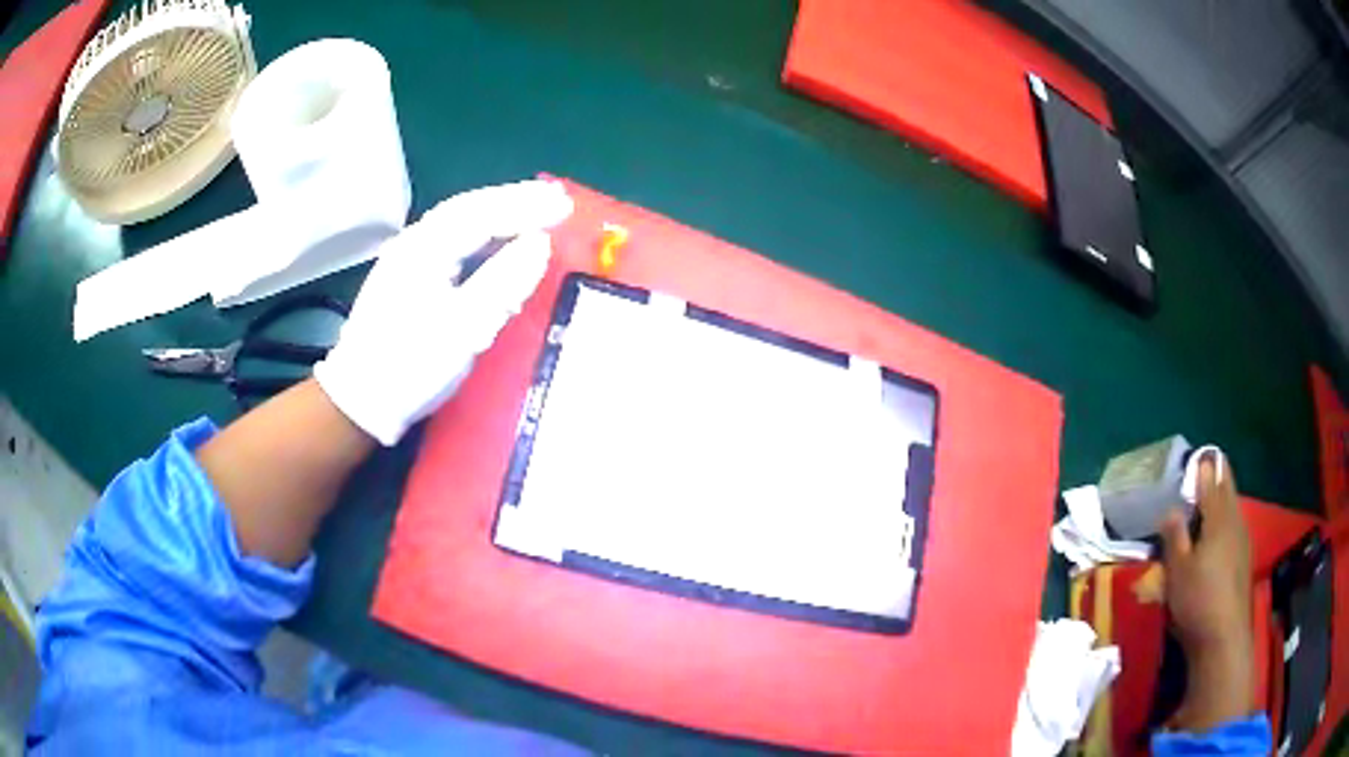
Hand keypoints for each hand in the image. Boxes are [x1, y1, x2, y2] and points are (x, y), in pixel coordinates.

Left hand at [314, 180, 573, 444]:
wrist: (360, 401)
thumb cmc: (411, 366)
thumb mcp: (463, 329)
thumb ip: (504, 281)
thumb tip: (540, 243)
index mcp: (425, 249)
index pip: (483, 214)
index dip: (526, 208)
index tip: (566, 206)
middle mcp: (414, 242)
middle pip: (469, 208)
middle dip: (514, 200)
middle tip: (556, 198)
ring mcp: (407, 258)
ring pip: (458, 221)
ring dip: (498, 212)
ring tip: (535, 210)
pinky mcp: (407, 276)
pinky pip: (451, 240)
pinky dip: (481, 233)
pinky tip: (496, 239)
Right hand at [1158, 451, 1255, 731]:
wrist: (1223, 637)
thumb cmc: (1198, 600)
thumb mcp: (1178, 571)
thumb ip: (1175, 537)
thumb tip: (1170, 509)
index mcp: (1218, 519)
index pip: (1212, 483)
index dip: (1205, 469)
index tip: (1198, 456)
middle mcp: (1234, 522)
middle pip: (1227, 492)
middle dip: (1217, 480)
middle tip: (1206, 472)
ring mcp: (1243, 541)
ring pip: (1233, 511)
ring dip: (1223, 502)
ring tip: (1211, 503)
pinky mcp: (1244, 560)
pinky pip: (1235, 529)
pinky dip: (1227, 523)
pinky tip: (1220, 536)